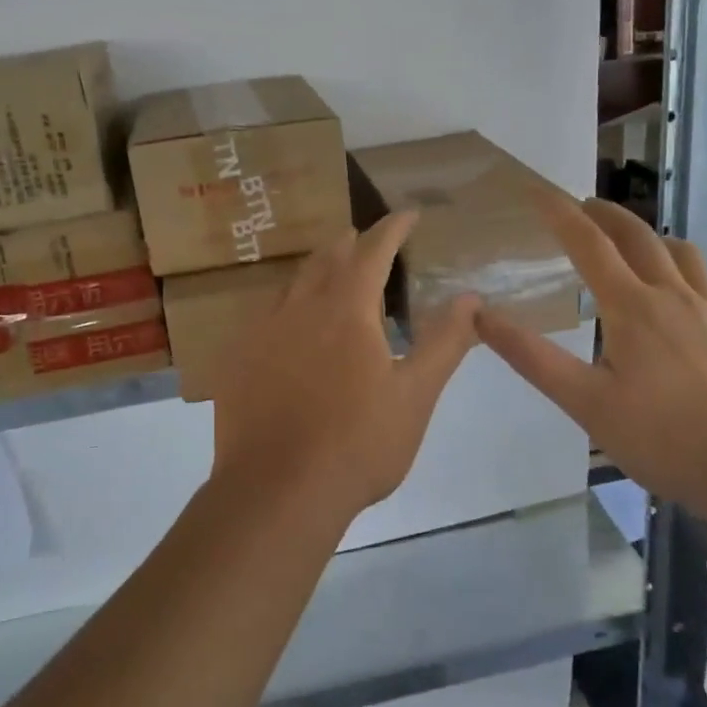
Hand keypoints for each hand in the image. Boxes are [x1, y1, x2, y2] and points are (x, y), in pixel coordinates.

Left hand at [210, 211, 479, 525]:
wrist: (276, 492)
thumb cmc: (358, 443)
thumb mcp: (415, 395)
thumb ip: (444, 342)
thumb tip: (469, 298)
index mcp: (347, 309)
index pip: (373, 250)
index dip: (393, 228)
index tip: (408, 214)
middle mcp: (300, 308)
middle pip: (327, 259)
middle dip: (352, 244)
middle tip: (369, 242)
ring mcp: (262, 332)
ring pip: (292, 284)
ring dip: (317, 271)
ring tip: (331, 275)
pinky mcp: (238, 360)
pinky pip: (265, 315)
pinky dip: (288, 306)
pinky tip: (290, 327)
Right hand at [475, 194, 706, 518]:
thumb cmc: (662, 439)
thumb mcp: (585, 403)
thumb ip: (532, 357)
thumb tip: (481, 315)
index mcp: (632, 307)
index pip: (588, 243)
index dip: (559, 212)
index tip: (537, 189)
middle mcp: (676, 295)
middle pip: (638, 236)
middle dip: (606, 214)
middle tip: (584, 206)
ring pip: (684, 255)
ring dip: (653, 239)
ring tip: (637, 246)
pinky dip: (693, 282)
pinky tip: (691, 303)